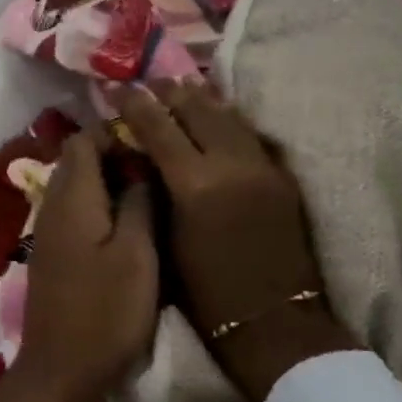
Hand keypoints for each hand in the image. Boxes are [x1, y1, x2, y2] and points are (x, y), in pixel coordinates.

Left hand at [0, 129, 157, 401]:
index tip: (152, 141)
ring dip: (107, 182)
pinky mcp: (52, 254)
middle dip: (113, 154)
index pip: (82, 140)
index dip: (114, 133)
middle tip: (157, 166)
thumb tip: (141, 166)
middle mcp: (52, 206)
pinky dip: (98, 207)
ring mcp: (48, 231)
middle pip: (77, 161)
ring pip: (76, 188)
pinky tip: (128, 225)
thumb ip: (139, 203)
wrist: (62, 367)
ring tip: (150, 192)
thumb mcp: (137, 254)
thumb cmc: (105, 309)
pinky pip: (74, 212)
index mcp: (72, 198)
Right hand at [115, 78, 357, 401]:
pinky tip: (220, 115)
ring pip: (230, 118)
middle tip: (152, 81)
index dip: (137, 105)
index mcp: (194, 184)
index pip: (159, 128)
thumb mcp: (164, 239)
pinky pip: (252, 136)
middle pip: (198, 112)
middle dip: (172, 93)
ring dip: (204, 100)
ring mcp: (263, 168)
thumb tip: (141, 158)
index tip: (119, 88)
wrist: (271, 320)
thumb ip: (154, 191)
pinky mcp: (282, 177)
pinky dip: (230, 120)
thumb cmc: (203, 292)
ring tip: (184, 88)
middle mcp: (231, 165)